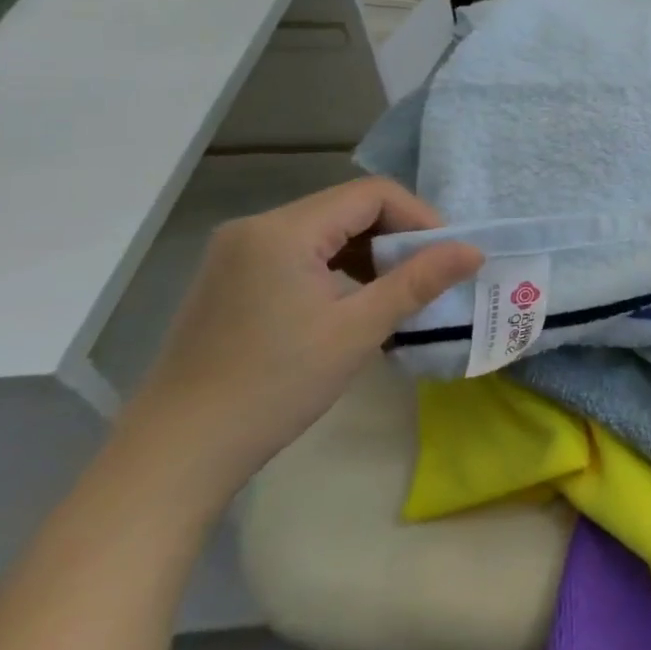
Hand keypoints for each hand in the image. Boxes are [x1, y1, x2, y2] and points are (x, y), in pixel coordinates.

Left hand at [117, 178, 480, 501]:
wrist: (175, 455)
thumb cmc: (274, 386)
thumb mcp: (358, 330)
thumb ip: (419, 281)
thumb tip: (475, 250)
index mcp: (283, 230)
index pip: (371, 194)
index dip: (419, 217)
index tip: (445, 257)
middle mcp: (255, 228)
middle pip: (348, 208)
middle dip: (397, 237)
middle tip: (426, 279)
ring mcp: (237, 254)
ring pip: (325, 231)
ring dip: (369, 254)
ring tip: (395, 295)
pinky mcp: (230, 279)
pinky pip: (300, 253)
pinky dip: (338, 269)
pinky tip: (351, 305)